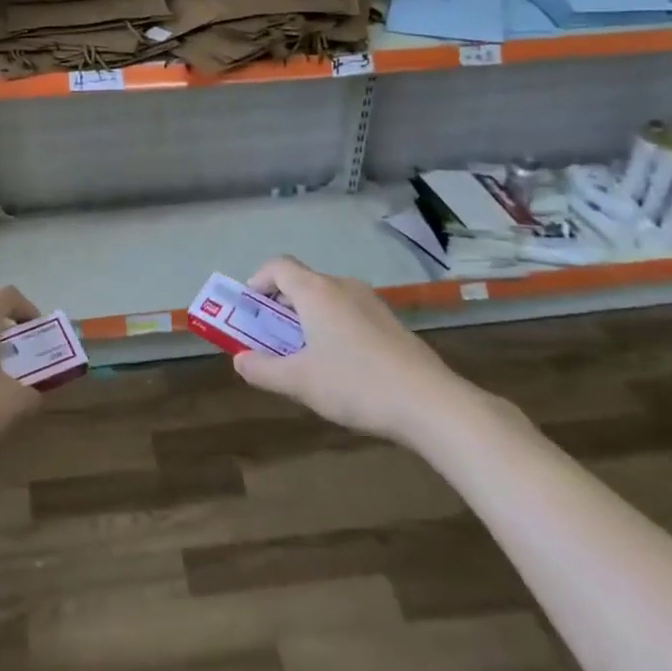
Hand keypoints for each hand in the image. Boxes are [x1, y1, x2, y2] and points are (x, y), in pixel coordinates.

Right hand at [231, 256, 463, 445]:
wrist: (431, 403)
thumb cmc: (356, 384)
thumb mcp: (300, 382)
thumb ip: (263, 370)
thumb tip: (240, 360)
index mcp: (316, 291)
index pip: (278, 266)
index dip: (257, 282)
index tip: (248, 309)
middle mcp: (342, 286)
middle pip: (302, 282)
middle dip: (280, 306)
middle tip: (270, 337)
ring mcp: (371, 302)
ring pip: (327, 299)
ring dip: (307, 318)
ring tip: (303, 354)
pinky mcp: (390, 322)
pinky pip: (349, 313)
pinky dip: (332, 327)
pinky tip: (340, 365)